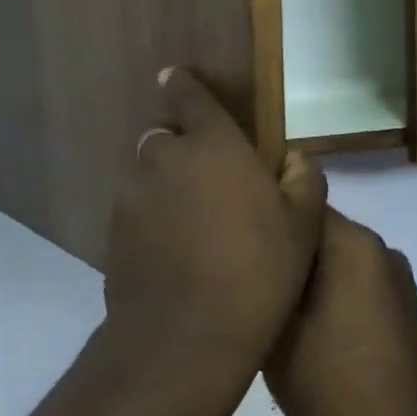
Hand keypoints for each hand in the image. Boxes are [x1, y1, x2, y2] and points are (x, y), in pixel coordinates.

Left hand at [100, 69, 326, 386]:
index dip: (183, 85)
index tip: (176, 80)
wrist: (187, 335)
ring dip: (165, 188)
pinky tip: (171, 254)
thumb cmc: (257, 271)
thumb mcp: (302, 227)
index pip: (187, 95)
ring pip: (147, 176)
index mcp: (212, 144)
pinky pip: (134, 212)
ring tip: (191, 227)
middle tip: (208, 184)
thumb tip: (294, 159)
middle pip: (164, 138)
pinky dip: (150, 221)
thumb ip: (303, 180)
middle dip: (181, 150)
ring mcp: (133, 196)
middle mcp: (164, 158)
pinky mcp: (113, 232)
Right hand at [265, 210, 416, 415]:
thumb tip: (255, 248)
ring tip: (277, 300)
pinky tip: (313, 325)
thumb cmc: (329, 383)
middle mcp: (383, 250)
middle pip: (323, 231)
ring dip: (312, 273)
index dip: (267, 216)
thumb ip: (268, 276)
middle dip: (290, 247)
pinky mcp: (406, 310)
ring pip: (341, 259)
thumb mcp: (277, 327)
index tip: (237, 236)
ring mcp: (399, 281)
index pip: (301, 204)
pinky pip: (359, 283)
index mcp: (354, 243)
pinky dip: (335, 293)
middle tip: (250, 272)